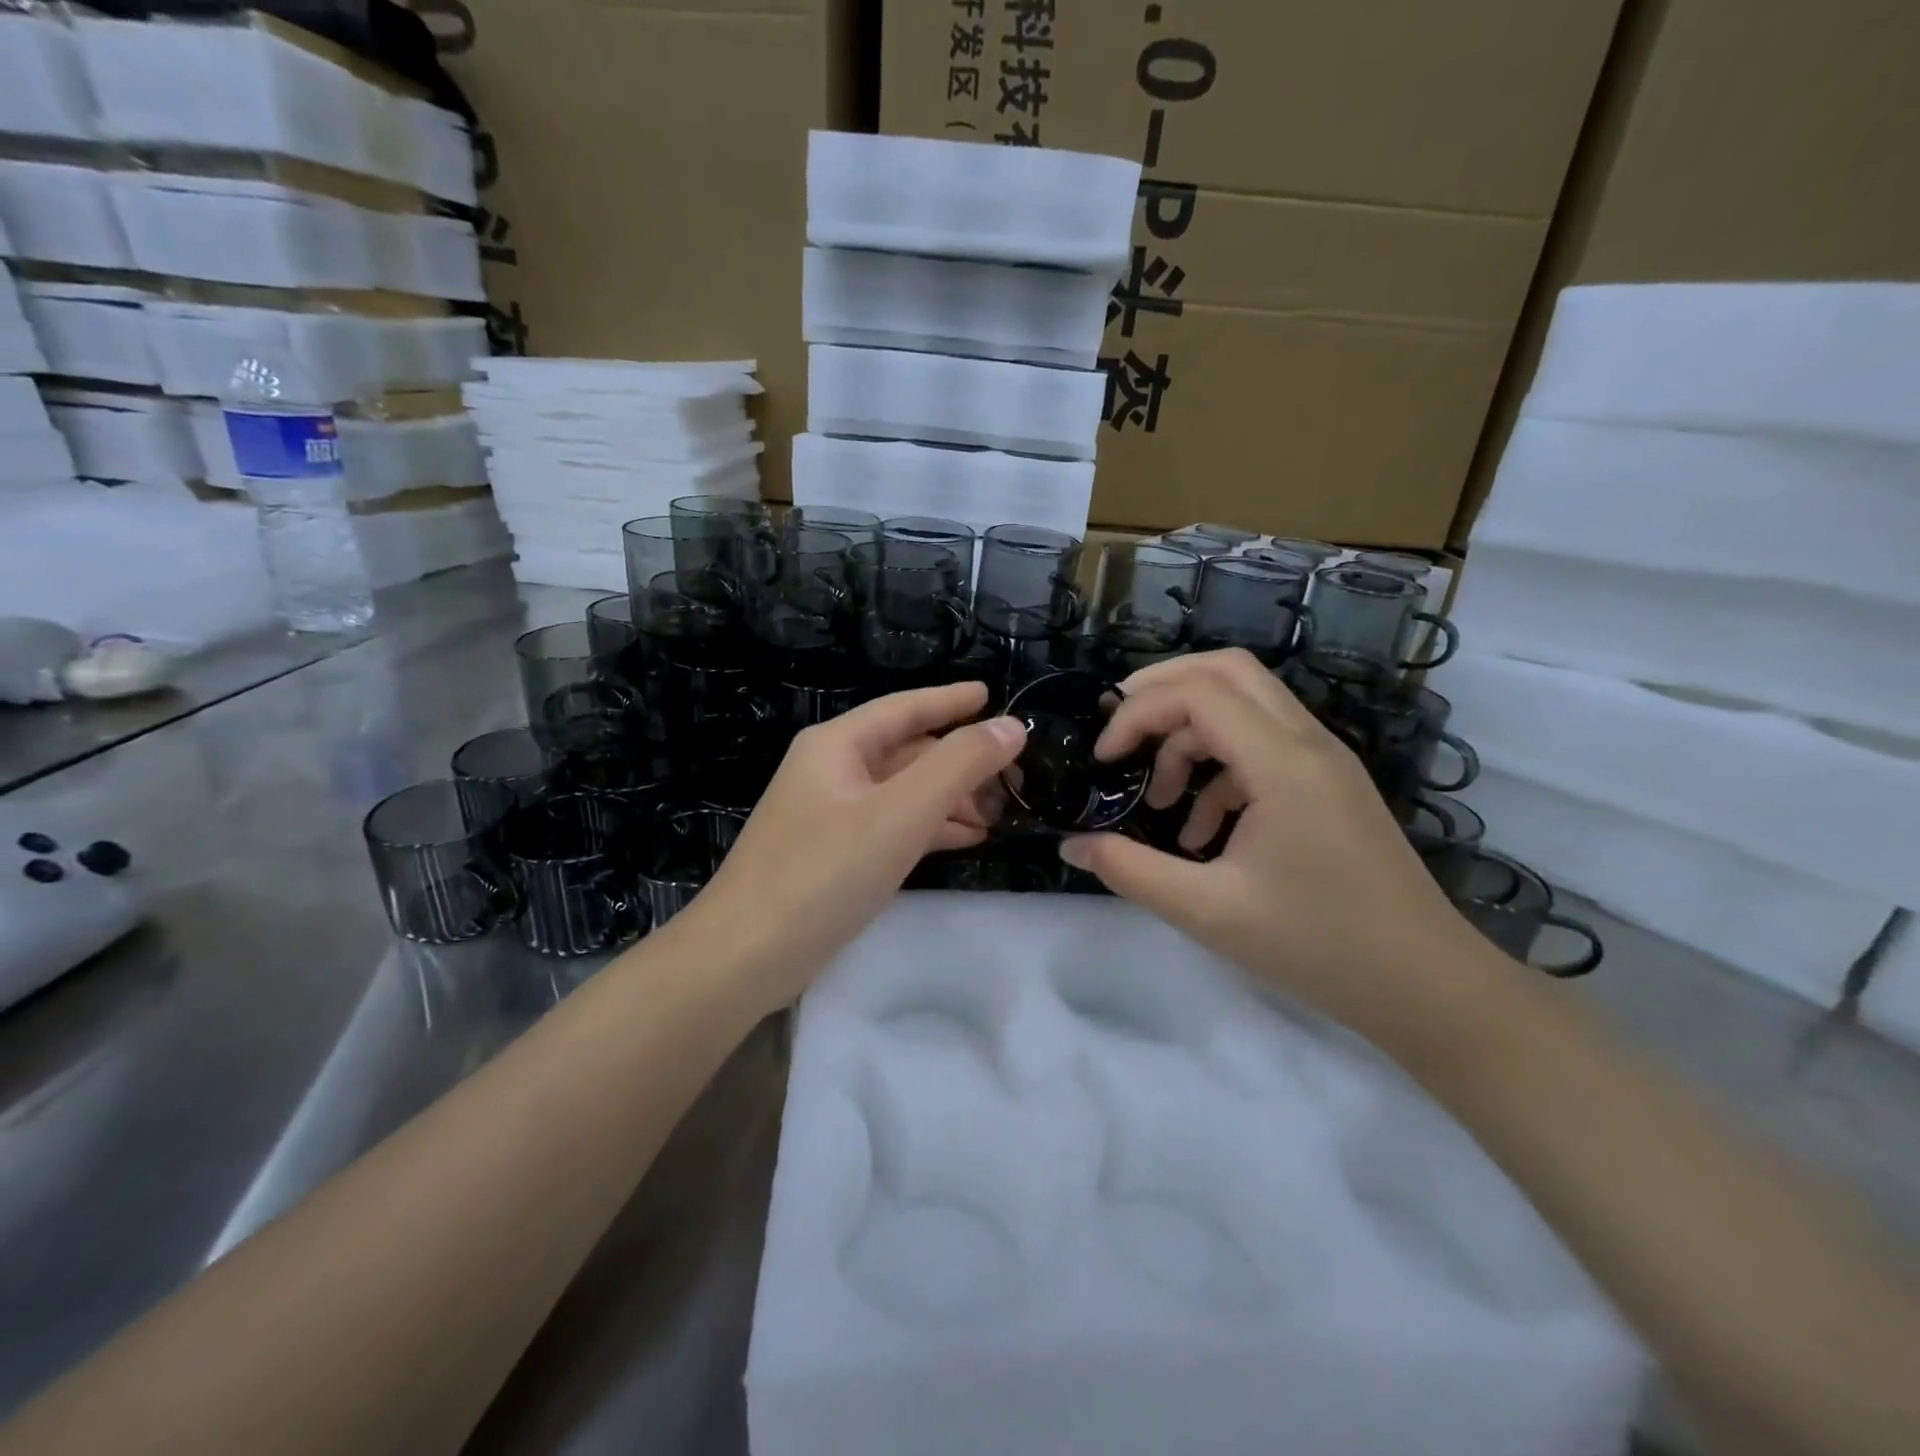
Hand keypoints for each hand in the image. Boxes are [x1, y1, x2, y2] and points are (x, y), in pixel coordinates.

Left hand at [685, 682, 1025, 1008]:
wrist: (746, 956)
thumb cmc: (825, 871)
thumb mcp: (901, 812)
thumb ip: (960, 764)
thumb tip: (1012, 726)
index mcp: (838, 745)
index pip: (905, 707)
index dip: (952, 700)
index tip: (993, 695)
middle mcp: (832, 770)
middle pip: (908, 751)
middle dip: (960, 761)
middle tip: (1015, 777)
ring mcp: (831, 815)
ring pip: (903, 792)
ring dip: (951, 798)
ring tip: (1000, 814)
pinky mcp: (834, 855)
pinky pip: (892, 826)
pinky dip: (930, 827)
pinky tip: (967, 840)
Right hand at [1059, 650, 1492, 1045]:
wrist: (1427, 986)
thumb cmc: (1319, 946)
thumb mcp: (1208, 912)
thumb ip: (1131, 870)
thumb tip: (1072, 844)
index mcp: (1282, 763)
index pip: (1198, 692)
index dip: (1138, 712)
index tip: (1104, 761)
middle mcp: (1307, 742)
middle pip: (1226, 670)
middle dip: (1161, 691)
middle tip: (1118, 732)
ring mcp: (1324, 760)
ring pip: (1244, 704)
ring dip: (1190, 735)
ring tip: (1161, 800)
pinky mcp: (1328, 785)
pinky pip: (1263, 746)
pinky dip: (1220, 768)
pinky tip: (1204, 831)